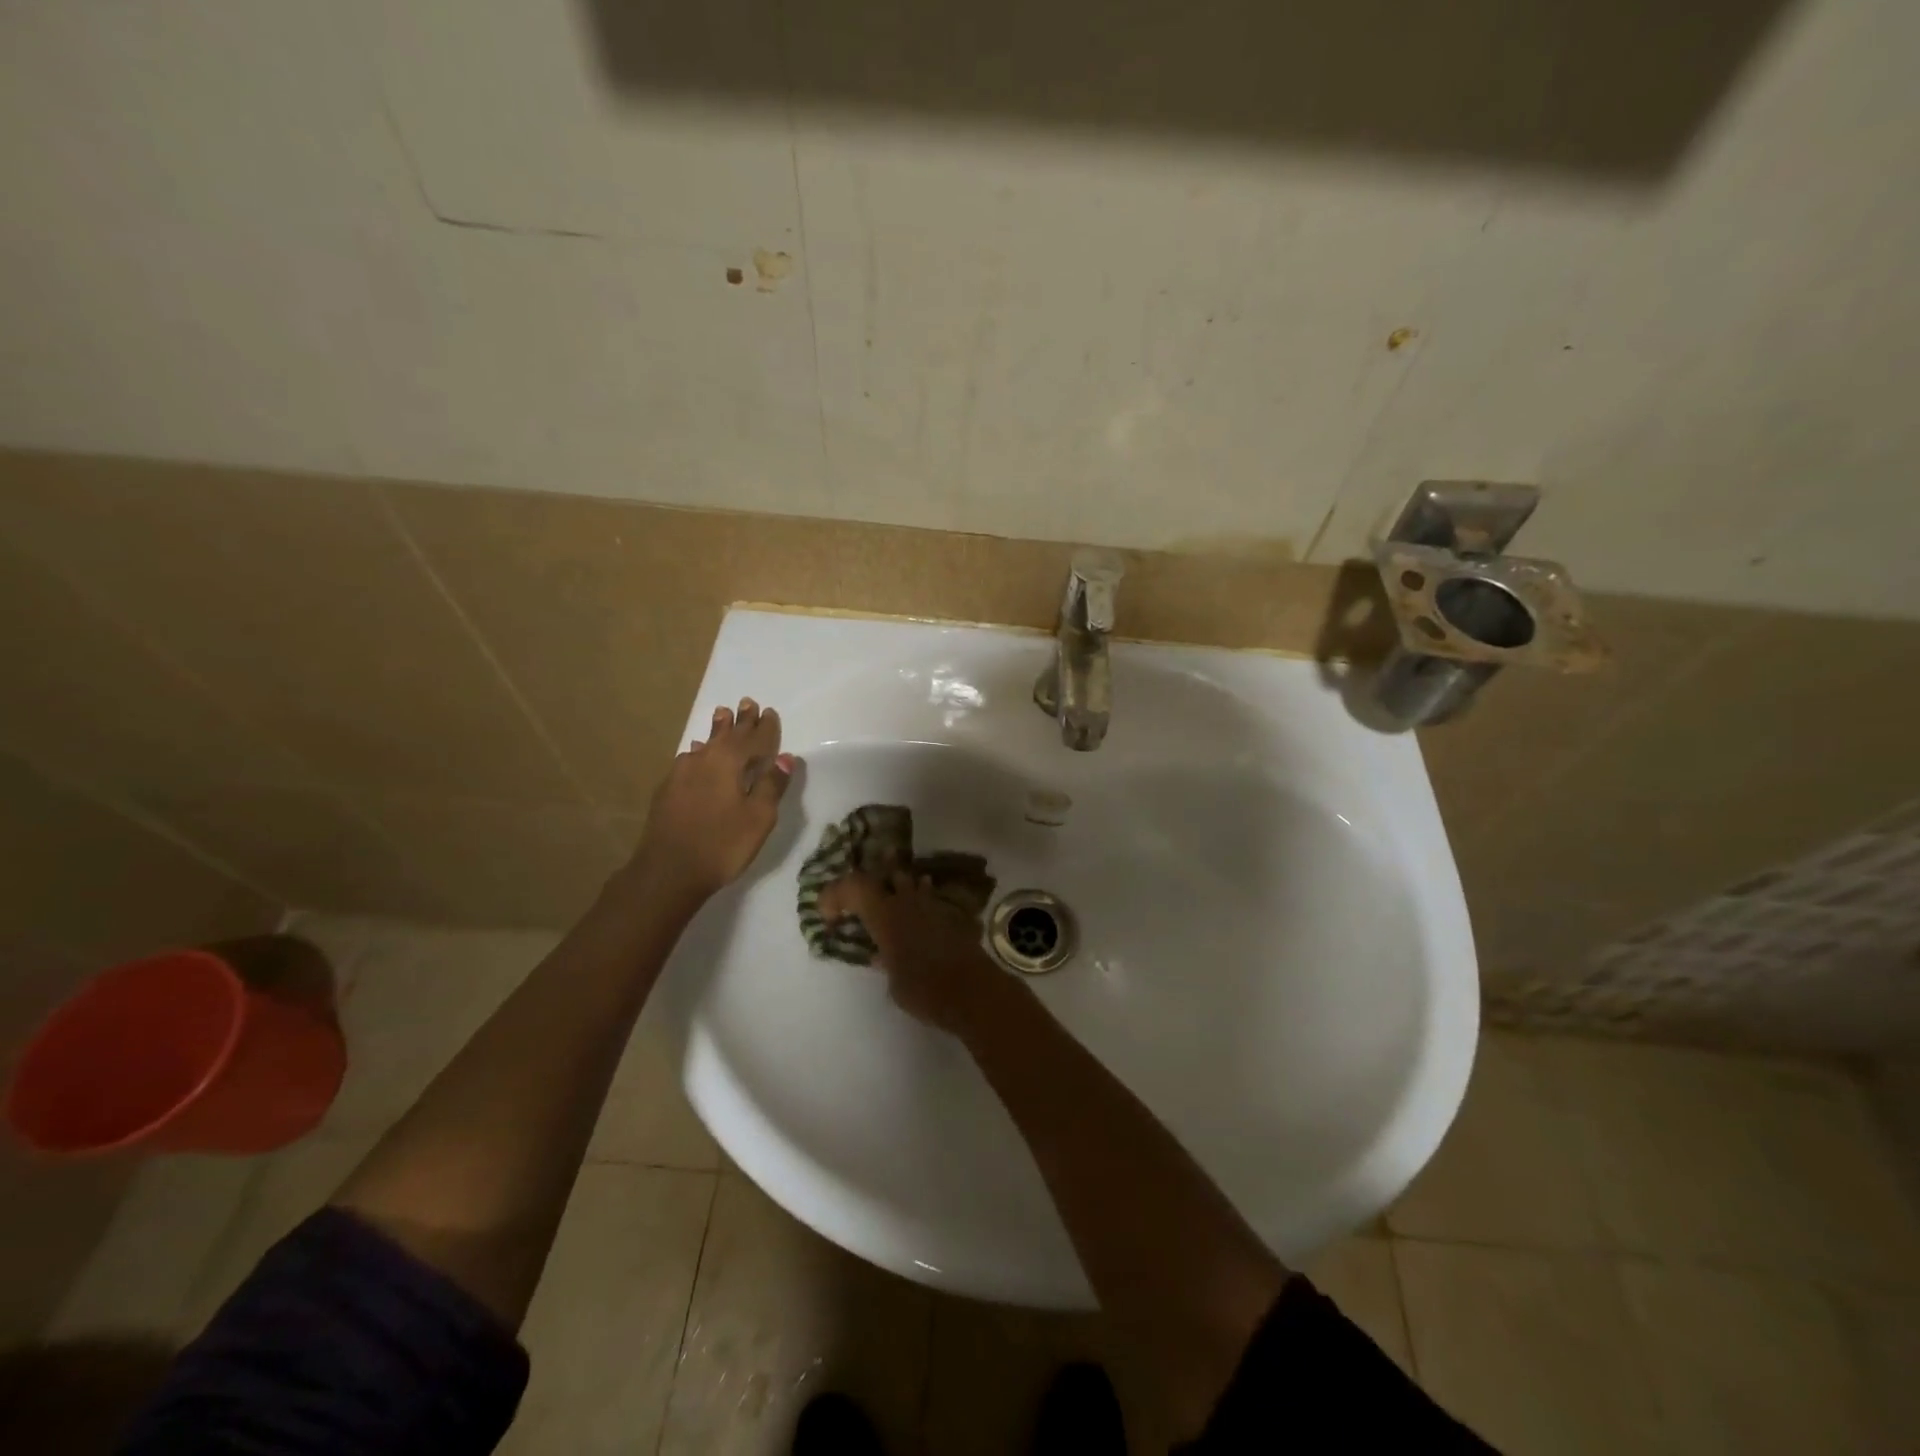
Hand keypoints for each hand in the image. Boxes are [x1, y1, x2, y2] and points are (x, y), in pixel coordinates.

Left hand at [629, 698, 796, 902]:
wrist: (667, 871)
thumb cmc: (722, 844)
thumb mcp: (758, 817)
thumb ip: (771, 785)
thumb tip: (786, 757)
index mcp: (728, 762)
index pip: (752, 737)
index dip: (764, 726)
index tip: (769, 711)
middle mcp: (703, 760)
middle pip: (726, 735)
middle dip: (739, 720)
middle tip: (746, 702)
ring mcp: (681, 774)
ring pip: (705, 744)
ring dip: (717, 731)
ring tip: (721, 716)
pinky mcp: (667, 790)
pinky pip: (690, 760)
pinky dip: (700, 752)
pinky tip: (696, 754)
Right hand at [819, 871, 1010, 1034]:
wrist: (972, 991)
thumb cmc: (924, 989)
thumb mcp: (894, 983)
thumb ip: (885, 962)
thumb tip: (881, 956)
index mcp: (885, 915)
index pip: (853, 886)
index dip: (836, 894)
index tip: (830, 917)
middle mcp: (907, 902)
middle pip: (884, 875)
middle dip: (869, 884)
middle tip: (860, 901)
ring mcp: (933, 905)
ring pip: (911, 882)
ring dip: (898, 888)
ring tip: (890, 900)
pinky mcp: (953, 914)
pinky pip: (932, 899)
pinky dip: (922, 902)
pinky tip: (921, 915)